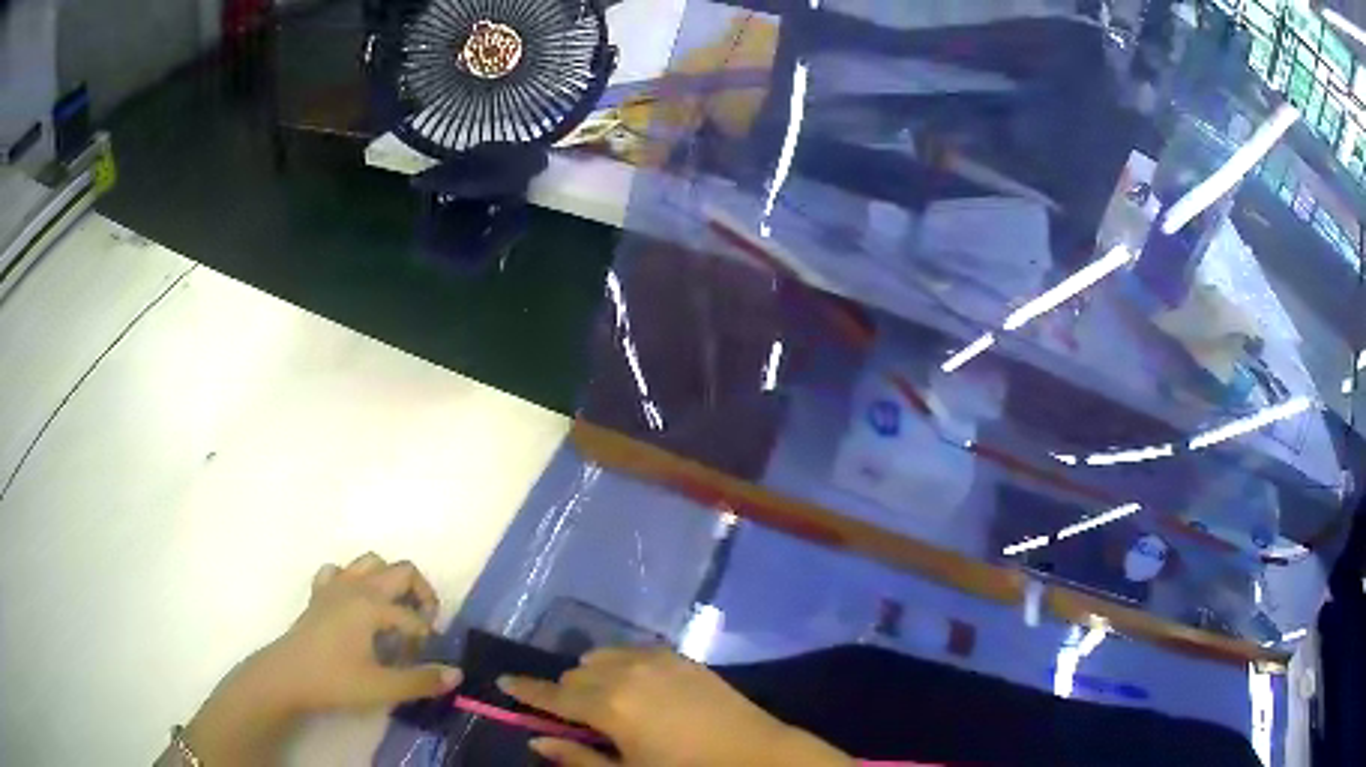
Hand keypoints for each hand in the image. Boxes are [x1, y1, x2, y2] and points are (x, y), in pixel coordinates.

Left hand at [181, 554, 461, 765]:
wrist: (286, 677)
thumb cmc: (334, 681)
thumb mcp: (382, 687)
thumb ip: (422, 680)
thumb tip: (456, 673)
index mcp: (373, 605)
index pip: (414, 617)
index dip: (426, 641)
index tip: (422, 664)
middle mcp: (357, 586)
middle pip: (401, 570)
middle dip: (421, 594)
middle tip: (422, 626)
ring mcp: (335, 586)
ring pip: (370, 562)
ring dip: (388, 581)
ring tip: (394, 612)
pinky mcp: (319, 594)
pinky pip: (339, 572)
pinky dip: (352, 581)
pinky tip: (354, 605)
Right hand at [498, 648, 850, 766]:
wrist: (757, 755)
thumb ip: (577, 758)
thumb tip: (536, 741)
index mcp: (608, 705)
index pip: (552, 694)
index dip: (524, 690)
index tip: (502, 681)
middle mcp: (626, 672)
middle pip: (576, 673)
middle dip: (565, 692)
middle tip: (572, 716)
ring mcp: (657, 659)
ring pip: (603, 657)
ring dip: (594, 675)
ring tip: (606, 703)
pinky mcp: (682, 657)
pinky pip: (634, 651)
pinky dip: (622, 665)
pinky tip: (636, 687)